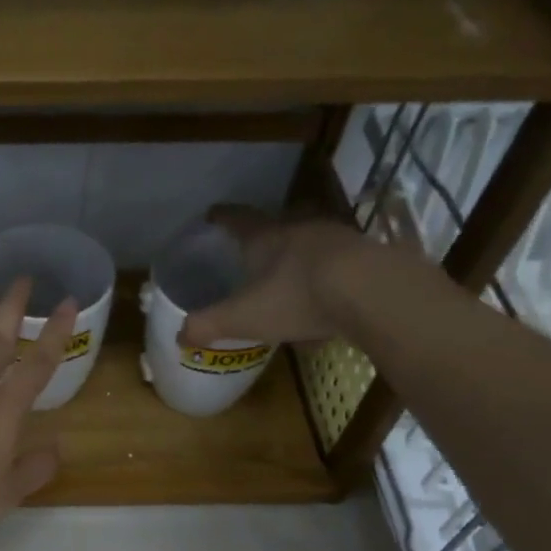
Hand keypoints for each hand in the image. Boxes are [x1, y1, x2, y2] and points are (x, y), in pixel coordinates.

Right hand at [178, 205, 383, 348]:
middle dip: (264, 235)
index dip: (222, 217)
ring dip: (298, 253)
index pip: (237, 219)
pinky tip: (324, 296)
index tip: (211, 215)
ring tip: (289, 273)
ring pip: (309, 240)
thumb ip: (208, 325)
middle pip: (277, 224)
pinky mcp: (365, 255)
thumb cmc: (296, 297)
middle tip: (252, 249)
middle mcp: (299, 228)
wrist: (370, 291)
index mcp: (265, 237)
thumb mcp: (242, 317)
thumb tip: (180, 336)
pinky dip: (325, 273)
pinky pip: (337, 261)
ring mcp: (336, 238)